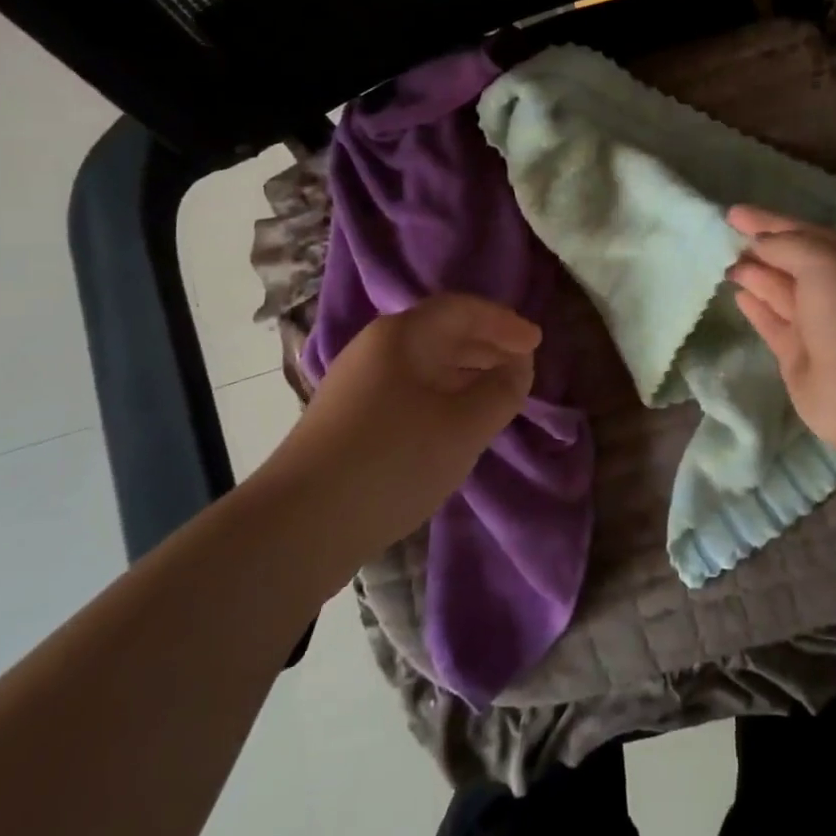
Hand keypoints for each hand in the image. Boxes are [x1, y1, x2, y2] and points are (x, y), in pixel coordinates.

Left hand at [269, 294, 540, 553]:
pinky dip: (443, 395)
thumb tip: (517, 368)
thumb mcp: (463, 427)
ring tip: (497, 394)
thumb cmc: (393, 461)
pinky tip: (456, 423)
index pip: (462, 310)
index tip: (537, 342)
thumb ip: (501, 392)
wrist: (298, 525)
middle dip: (487, 346)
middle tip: (523, 367)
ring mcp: (357, 385)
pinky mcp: (348, 419)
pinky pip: (409, 390)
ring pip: (425, 365)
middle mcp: (376, 349)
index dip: (504, 323)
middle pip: (441, 333)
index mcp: (402, 336)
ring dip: (466, 373)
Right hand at [725, 205, 835, 455]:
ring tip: (720, 260)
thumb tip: (758, 244)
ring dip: (752, 273)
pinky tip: (735, 293)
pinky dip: (754, 305)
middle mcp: (835, 289)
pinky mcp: (796, 352)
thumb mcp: (823, 261)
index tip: (732, 213)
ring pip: (778, 289)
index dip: (768, 221)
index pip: (804, 232)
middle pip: (789, 260)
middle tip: (720, 235)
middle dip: (758, 247)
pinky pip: (770, 320)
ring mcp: (815, 322)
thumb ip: (787, 244)